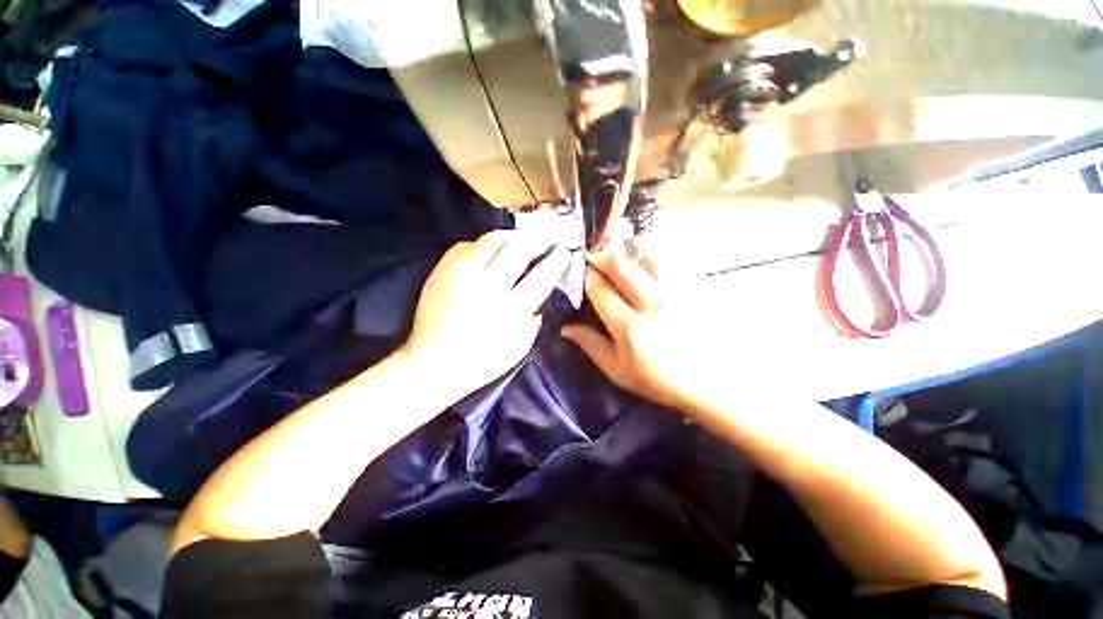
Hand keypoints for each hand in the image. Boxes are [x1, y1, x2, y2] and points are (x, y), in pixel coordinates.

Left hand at [402, 230, 569, 397]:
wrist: (432, 362)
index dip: (555, 260)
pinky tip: (488, 252)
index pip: (540, 277)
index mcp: (509, 311)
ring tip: (520, 239)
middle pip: (518, 250)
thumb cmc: (481, 361)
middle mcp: (486, 288)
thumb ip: (534, 318)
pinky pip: (466, 244)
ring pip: (492, 240)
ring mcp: (461, 275)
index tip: (564, 252)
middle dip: (538, 239)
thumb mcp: (518, 347)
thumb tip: (544, 292)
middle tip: (548, 235)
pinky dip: (482, 245)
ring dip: (512, 237)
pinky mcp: (441, 270)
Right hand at [561, 251, 716, 412]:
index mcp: (629, 326)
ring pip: (647, 257)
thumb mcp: (617, 370)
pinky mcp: (695, 289)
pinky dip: (654, 265)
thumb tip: (564, 327)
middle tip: (596, 260)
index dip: (587, 277)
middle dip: (602, 256)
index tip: (584, 275)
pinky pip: (670, 265)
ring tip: (627, 270)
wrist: (710, 384)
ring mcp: (677, 292)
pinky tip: (651, 277)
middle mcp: (652, 303)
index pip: (600, 288)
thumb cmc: (658, 380)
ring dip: (631, 259)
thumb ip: (590, 344)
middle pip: (621, 263)